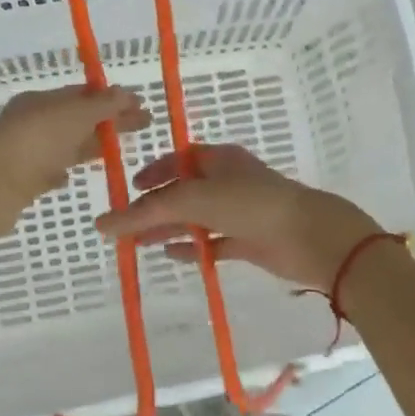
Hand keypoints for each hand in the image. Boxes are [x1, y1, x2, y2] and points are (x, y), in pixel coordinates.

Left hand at [0, 86, 150, 241]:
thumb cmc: (34, 142)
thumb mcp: (74, 115)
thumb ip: (102, 105)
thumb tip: (125, 92)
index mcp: (42, 101)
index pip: (84, 94)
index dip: (114, 99)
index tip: (142, 107)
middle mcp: (33, 123)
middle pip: (78, 119)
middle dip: (109, 122)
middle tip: (143, 127)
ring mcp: (26, 153)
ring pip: (65, 145)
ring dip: (90, 146)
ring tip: (117, 152)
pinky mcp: (22, 182)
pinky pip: (48, 172)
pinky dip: (63, 171)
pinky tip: (74, 177)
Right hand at [95, 144, 379, 291]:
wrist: (311, 237)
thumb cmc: (252, 205)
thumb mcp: (195, 199)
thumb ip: (149, 211)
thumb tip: (103, 224)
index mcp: (220, 160)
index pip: (179, 160)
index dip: (153, 172)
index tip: (129, 189)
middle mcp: (229, 182)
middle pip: (184, 192)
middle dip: (155, 207)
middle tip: (125, 226)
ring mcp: (241, 212)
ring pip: (197, 219)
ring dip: (168, 229)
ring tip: (137, 245)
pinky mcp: (250, 240)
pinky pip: (214, 243)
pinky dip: (194, 248)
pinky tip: (172, 256)